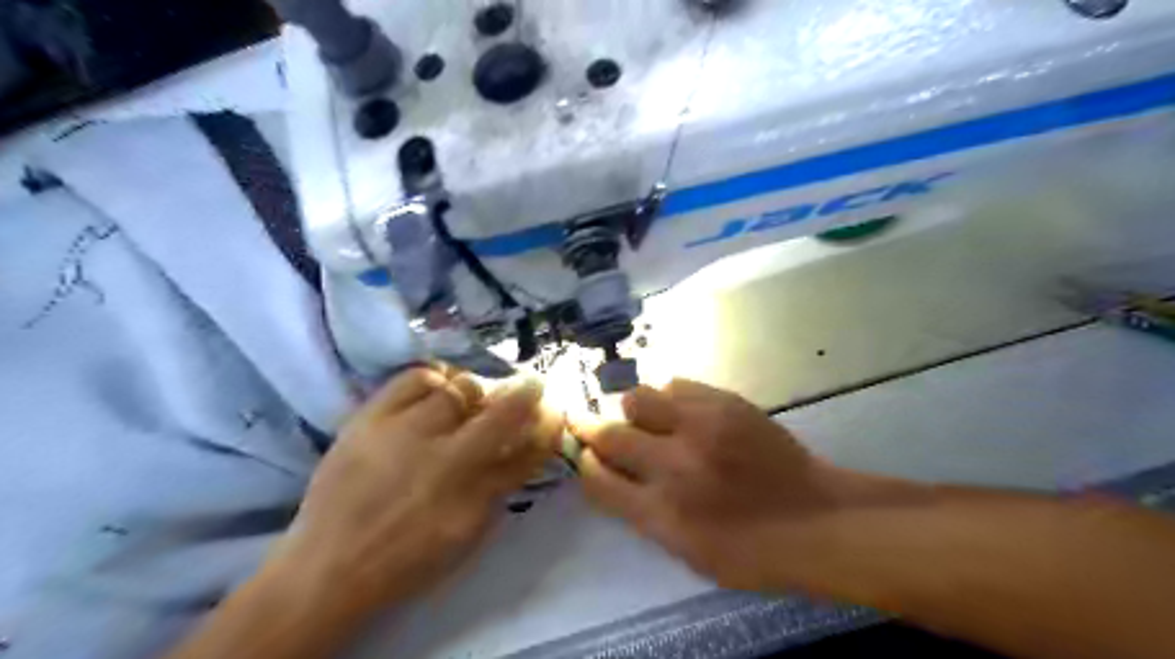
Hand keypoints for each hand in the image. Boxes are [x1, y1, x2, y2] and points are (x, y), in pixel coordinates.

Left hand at [277, 367, 563, 612]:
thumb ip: (500, 488)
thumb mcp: (468, 534)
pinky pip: (413, 378)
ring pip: (459, 388)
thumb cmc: (408, 558)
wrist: (329, 565)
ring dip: (475, 393)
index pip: (528, 447)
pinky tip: (436, 390)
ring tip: (469, 401)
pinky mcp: (370, 417)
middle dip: (524, 394)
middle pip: (500, 409)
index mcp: (472, 491)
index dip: (548, 424)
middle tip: (525, 390)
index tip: (553, 410)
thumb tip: (520, 448)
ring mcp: (404, 431)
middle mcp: (445, 455)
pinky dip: (434, 379)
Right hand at [569, 379, 906, 589]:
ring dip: (632, 411)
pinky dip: (668, 398)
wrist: (815, 518)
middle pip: (609, 434)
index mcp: (663, 513)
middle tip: (590, 425)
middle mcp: (674, 465)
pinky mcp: (724, 402)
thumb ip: (642, 512)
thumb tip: (609, 473)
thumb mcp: (686, 552)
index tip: (584, 455)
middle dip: (590, 428)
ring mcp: (701, 426)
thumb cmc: (750, 550)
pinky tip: (681, 412)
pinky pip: (675, 384)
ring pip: (637, 398)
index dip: (585, 464)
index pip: (598, 480)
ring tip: (648, 420)